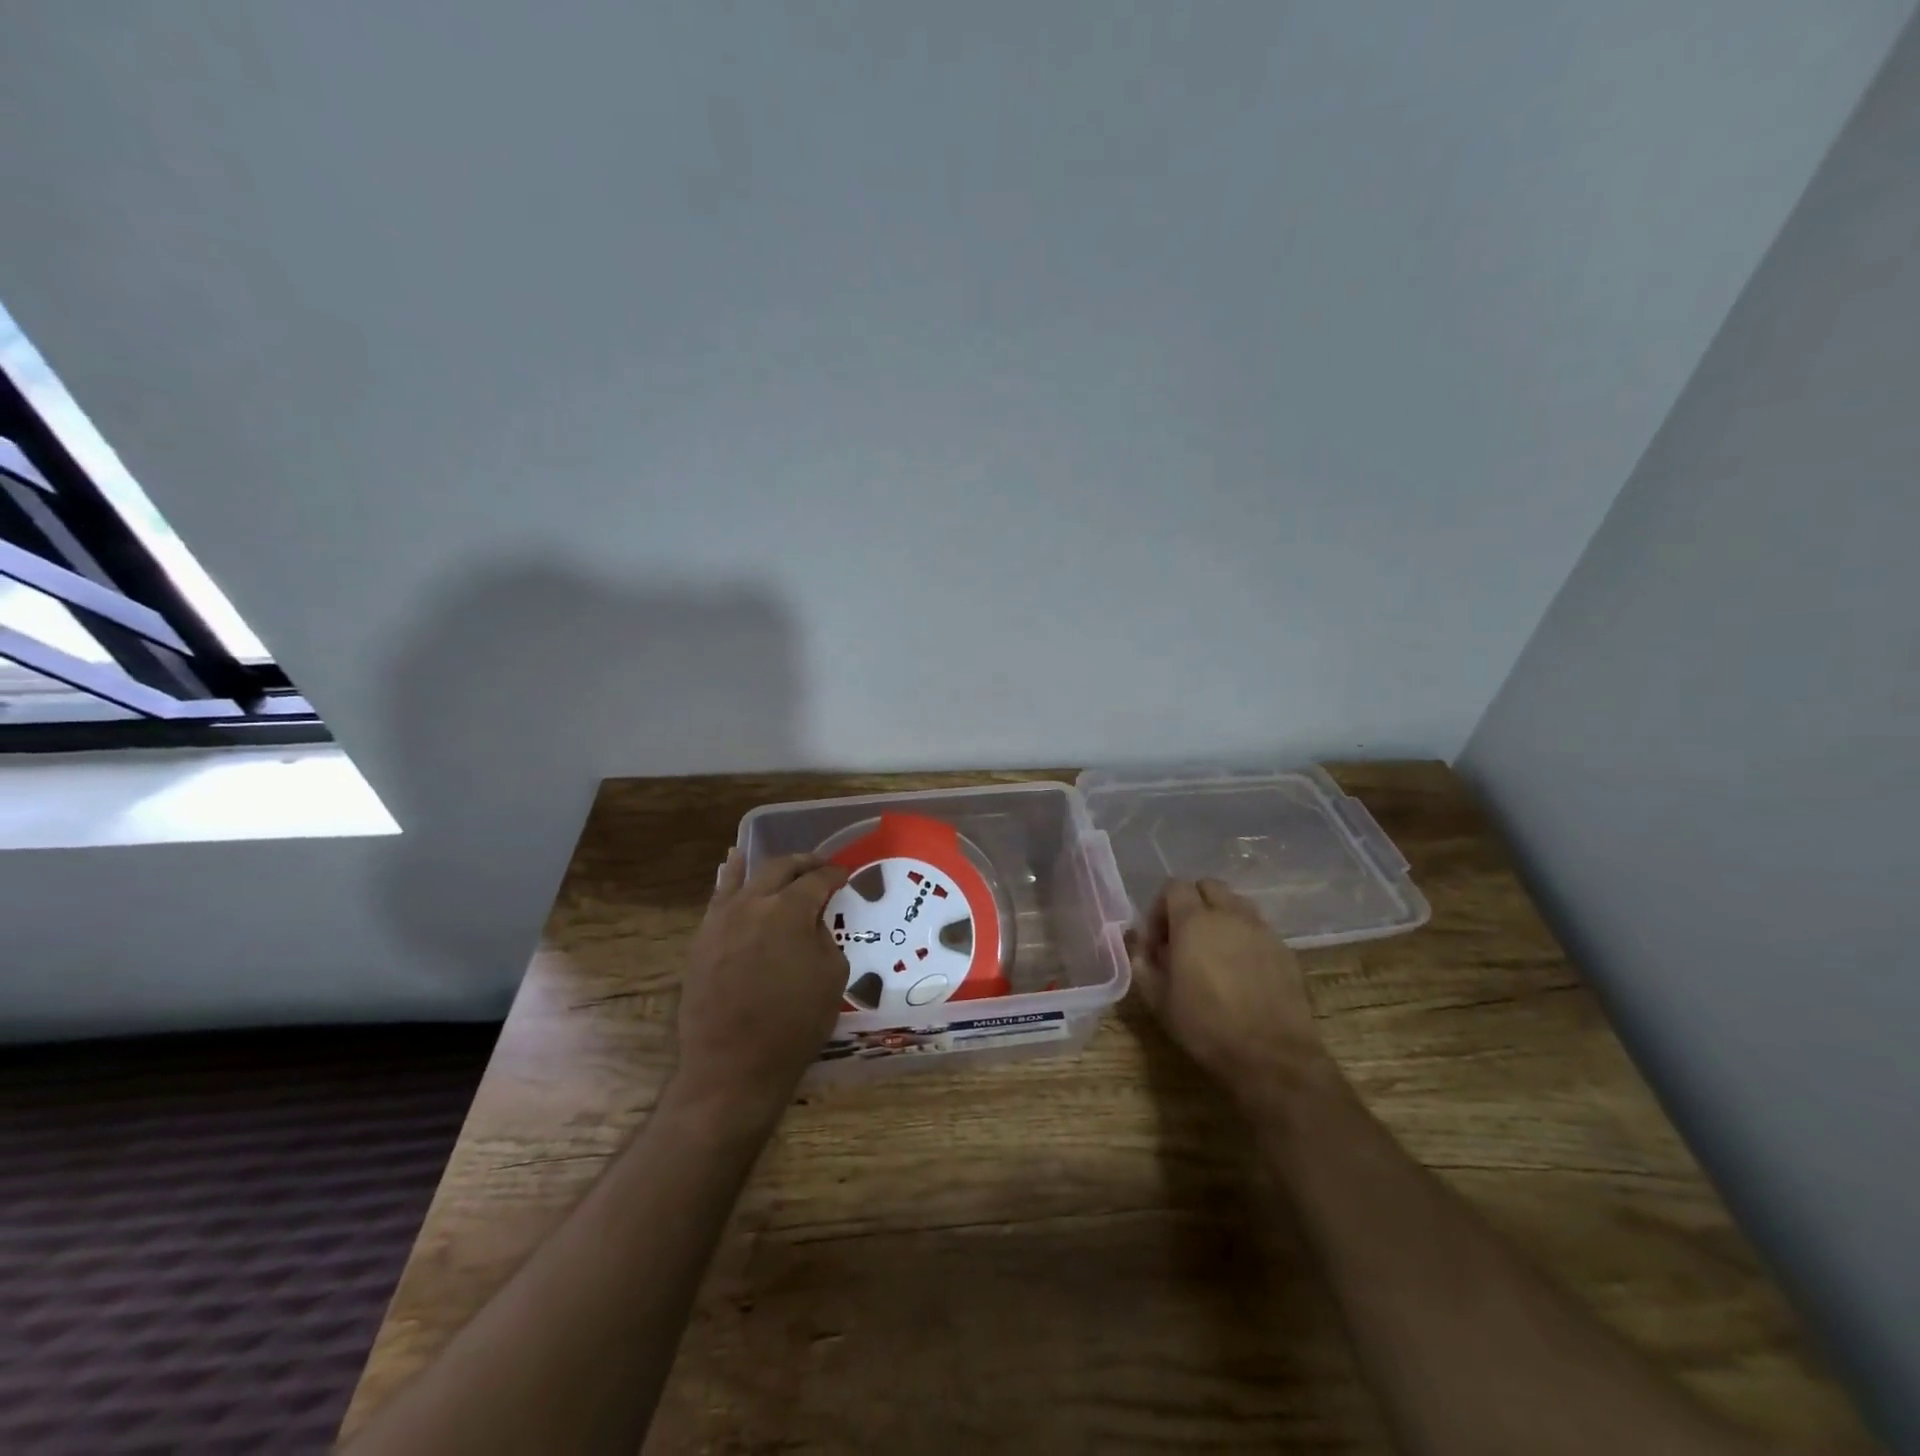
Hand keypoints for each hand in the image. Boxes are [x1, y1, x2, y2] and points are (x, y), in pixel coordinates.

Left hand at [673, 848, 850, 1123]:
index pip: (816, 880)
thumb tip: (811, 921)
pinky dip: (729, 878)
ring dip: (767, 867)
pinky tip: (732, 867)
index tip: (845, 876)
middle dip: (804, 864)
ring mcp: (722, 919)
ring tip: (781, 862)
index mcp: (789, 910)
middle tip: (820, 867)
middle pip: (780, 869)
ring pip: (745, 877)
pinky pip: (718, 897)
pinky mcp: (702, 938)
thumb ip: (824, 937)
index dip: (834, 875)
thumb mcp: (831, 976)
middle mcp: (753, 903)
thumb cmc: (793, 1023)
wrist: (733, 1065)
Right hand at [1131, 878, 1333, 1110]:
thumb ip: (1143, 964)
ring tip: (1214, 951)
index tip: (1157, 940)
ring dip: (1220, 916)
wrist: (1272, 1057)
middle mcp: (1229, 915)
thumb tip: (1141, 947)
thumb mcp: (1159, 1000)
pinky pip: (1258, 928)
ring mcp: (1261, 929)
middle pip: (1208, 886)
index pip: (1174, 887)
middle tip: (1184, 938)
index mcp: (1193, 921)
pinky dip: (1244, 937)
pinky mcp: (1284, 949)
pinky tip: (1241, 969)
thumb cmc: (1207, 1027)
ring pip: (1236, 903)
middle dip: (1192, 904)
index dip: (1160, 908)